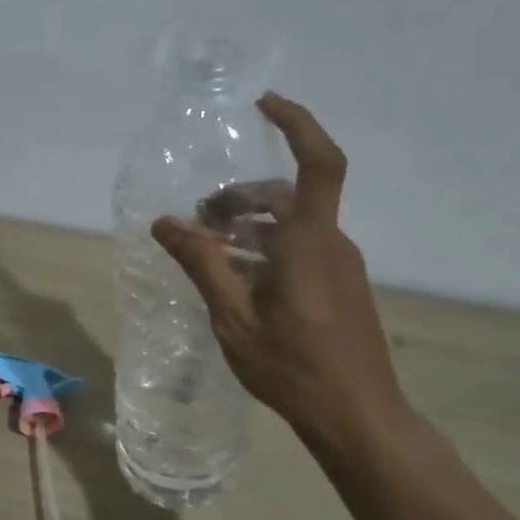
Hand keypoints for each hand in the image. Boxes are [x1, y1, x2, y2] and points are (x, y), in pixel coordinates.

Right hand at [151, 95, 408, 446]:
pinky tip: (237, 279)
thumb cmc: (292, 365)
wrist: (356, 415)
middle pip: (288, 196)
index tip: (263, 104)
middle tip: (199, 218)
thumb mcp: (233, 315)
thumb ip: (201, 263)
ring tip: (209, 251)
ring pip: (292, 226)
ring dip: (250, 227)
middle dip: (241, 197)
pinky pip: (301, 250)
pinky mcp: (340, 287)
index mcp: (310, 242)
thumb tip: (163, 223)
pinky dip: (266, 250)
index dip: (297, 124)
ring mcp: (340, 266)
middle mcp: (331, 244)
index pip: (318, 163)